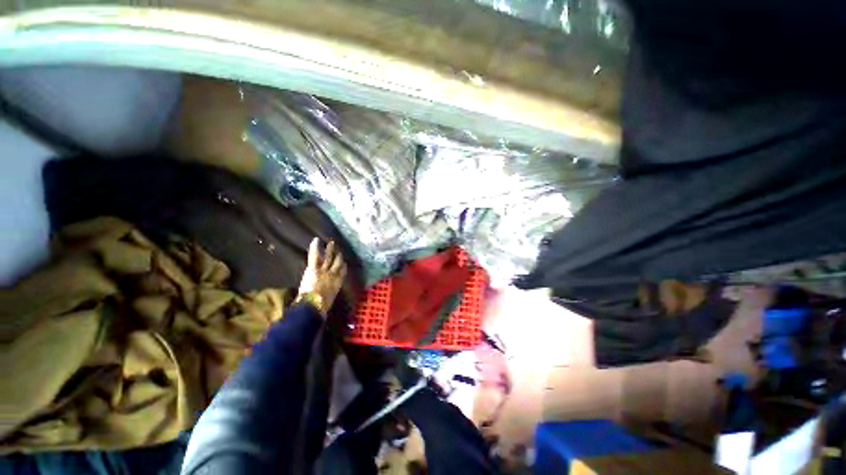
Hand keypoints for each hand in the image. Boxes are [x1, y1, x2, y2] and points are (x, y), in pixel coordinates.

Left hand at [298, 238, 346, 313]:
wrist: (313, 305)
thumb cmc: (321, 307)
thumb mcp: (328, 302)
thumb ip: (329, 297)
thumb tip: (326, 301)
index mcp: (338, 283)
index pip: (343, 271)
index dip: (344, 266)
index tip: (345, 263)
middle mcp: (334, 274)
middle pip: (338, 262)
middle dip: (339, 256)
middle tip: (339, 250)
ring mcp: (324, 270)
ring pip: (329, 257)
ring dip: (330, 249)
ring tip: (331, 243)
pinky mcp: (314, 268)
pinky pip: (315, 255)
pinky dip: (315, 247)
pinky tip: (316, 240)